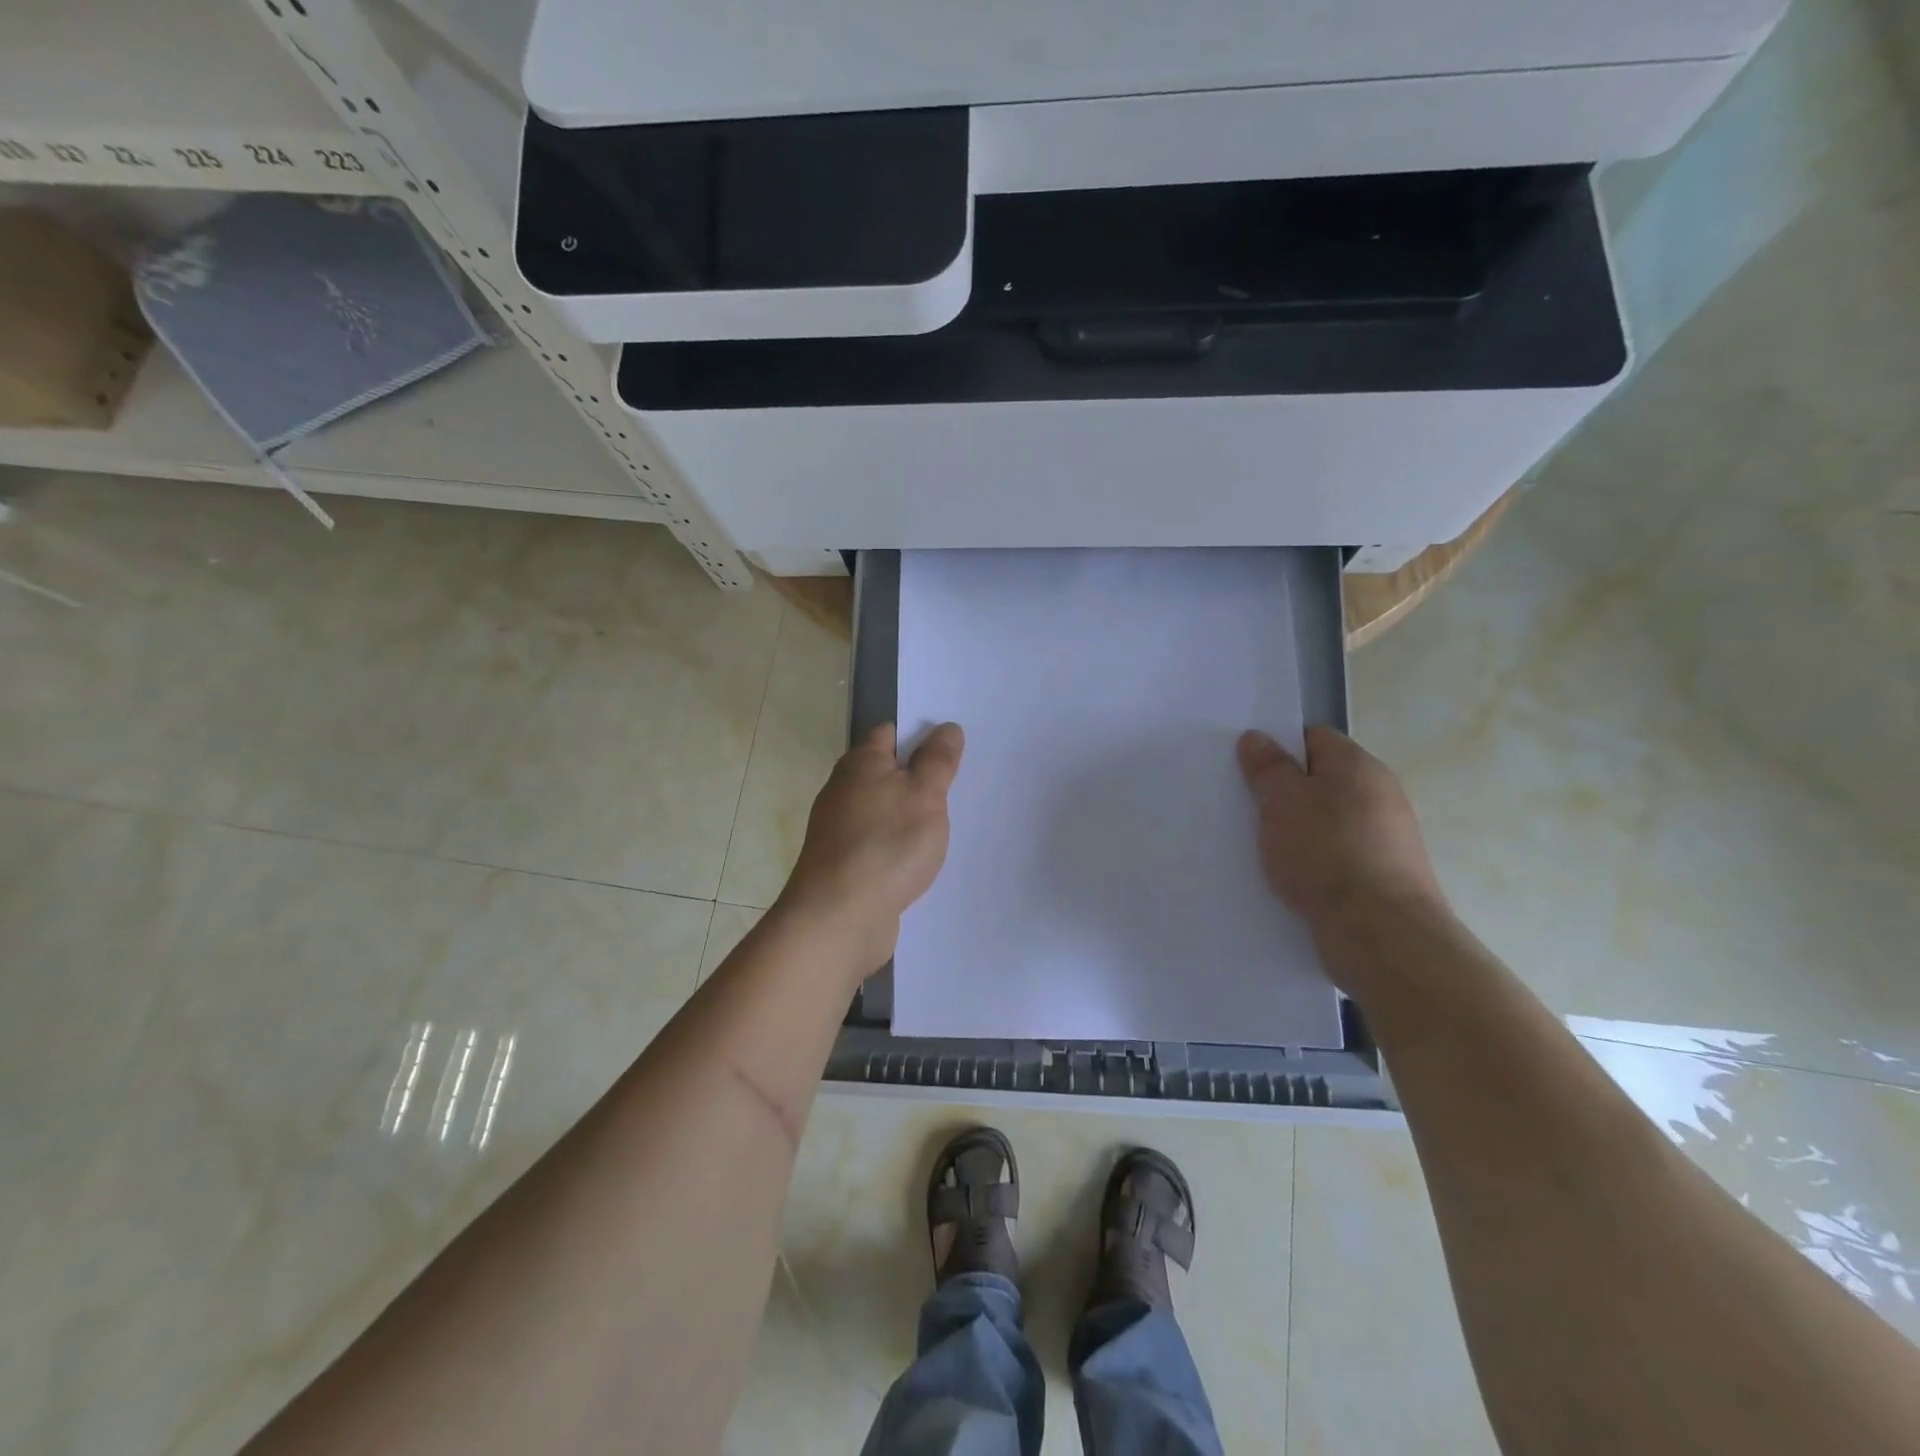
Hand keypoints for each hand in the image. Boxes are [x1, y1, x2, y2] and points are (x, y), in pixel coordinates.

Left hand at [778, 722, 964, 976]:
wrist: (840, 917)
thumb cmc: (886, 844)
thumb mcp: (924, 794)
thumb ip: (937, 760)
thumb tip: (947, 728)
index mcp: (859, 764)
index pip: (888, 733)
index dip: (918, 733)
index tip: (950, 745)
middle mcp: (842, 791)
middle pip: (883, 772)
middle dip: (916, 776)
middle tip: (958, 783)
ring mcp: (839, 830)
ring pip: (881, 810)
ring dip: (907, 814)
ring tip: (945, 823)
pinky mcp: (843, 865)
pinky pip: (877, 843)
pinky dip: (897, 845)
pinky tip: (918, 859)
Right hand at [1237, 725, 1445, 931]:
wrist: (1380, 932)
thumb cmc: (1325, 853)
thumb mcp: (1282, 801)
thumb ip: (1267, 768)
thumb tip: (1256, 737)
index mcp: (1358, 766)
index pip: (1314, 737)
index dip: (1280, 748)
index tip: (1250, 770)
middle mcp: (1381, 793)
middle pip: (1323, 779)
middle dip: (1286, 792)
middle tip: (1250, 809)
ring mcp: (1387, 836)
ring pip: (1329, 819)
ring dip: (1299, 829)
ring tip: (1266, 847)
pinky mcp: (1385, 874)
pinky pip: (1339, 853)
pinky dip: (1315, 860)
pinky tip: (1294, 876)